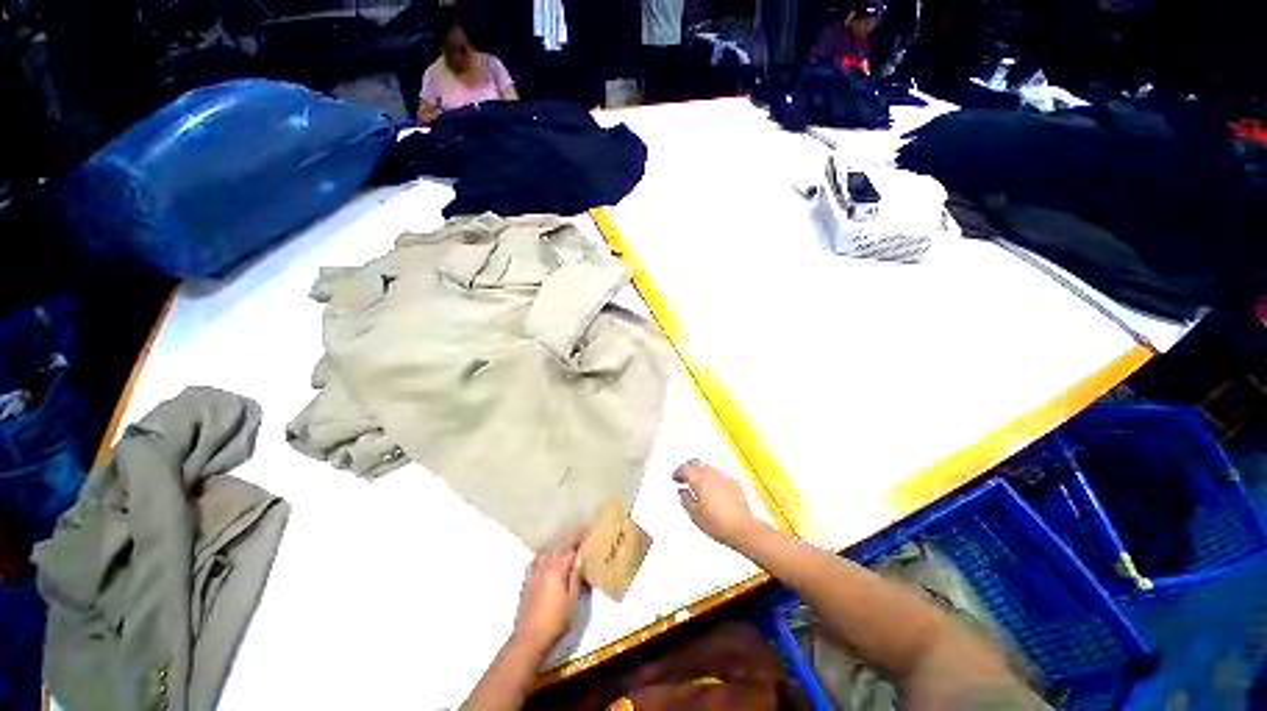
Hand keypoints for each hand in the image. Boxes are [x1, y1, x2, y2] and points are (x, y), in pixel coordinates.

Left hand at [511, 534, 583, 650]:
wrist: (529, 638)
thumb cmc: (555, 621)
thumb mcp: (573, 601)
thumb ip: (576, 577)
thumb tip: (580, 560)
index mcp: (557, 568)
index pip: (571, 546)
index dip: (581, 538)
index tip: (589, 530)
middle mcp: (544, 564)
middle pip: (558, 545)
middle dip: (569, 539)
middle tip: (580, 536)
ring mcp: (533, 571)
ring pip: (546, 551)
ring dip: (556, 546)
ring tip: (565, 545)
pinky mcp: (526, 580)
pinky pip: (536, 560)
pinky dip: (544, 555)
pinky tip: (546, 559)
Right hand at [673, 459, 761, 547]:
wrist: (742, 528)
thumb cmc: (719, 523)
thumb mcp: (694, 514)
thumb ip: (685, 499)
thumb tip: (682, 492)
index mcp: (700, 479)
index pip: (684, 468)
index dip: (677, 472)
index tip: (675, 477)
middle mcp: (712, 474)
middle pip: (696, 461)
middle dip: (688, 467)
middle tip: (683, 476)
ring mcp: (724, 477)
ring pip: (708, 467)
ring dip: (700, 472)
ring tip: (697, 484)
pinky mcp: (734, 483)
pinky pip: (720, 475)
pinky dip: (713, 478)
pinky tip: (712, 489)